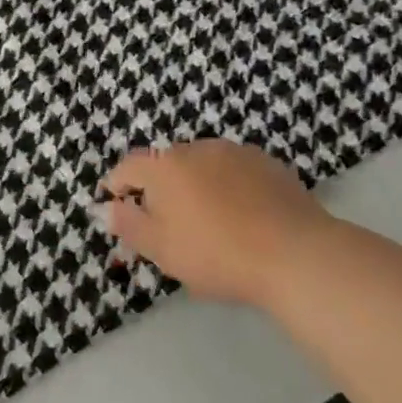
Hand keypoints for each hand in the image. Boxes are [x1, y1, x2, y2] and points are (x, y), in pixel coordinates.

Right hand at [101, 140, 338, 308]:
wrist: (295, 254)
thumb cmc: (216, 254)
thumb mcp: (161, 249)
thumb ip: (129, 225)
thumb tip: (106, 207)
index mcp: (164, 166)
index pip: (128, 167)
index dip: (117, 185)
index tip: (116, 205)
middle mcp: (196, 148)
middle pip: (166, 164)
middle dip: (159, 187)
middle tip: (164, 222)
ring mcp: (235, 152)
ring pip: (202, 165)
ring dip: (195, 184)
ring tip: (206, 219)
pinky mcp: (267, 163)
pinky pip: (234, 171)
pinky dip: (228, 186)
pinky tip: (241, 215)